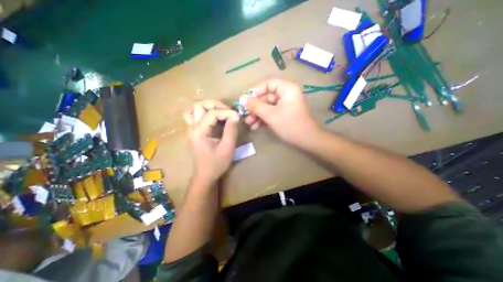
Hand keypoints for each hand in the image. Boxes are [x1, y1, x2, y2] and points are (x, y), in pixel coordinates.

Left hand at [184, 101, 240, 183]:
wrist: (205, 175)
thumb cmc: (216, 164)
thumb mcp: (227, 148)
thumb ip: (231, 130)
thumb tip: (236, 115)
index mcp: (199, 132)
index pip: (212, 114)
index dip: (226, 112)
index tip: (237, 116)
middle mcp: (192, 128)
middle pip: (199, 106)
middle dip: (215, 104)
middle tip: (228, 110)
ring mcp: (191, 129)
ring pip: (194, 109)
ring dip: (208, 106)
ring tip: (220, 111)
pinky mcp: (193, 132)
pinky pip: (193, 116)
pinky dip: (202, 112)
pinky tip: (212, 117)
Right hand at [242, 78, 319, 145]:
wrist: (306, 141)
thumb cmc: (290, 125)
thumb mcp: (270, 115)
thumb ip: (255, 106)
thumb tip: (241, 99)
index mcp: (287, 89)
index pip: (268, 84)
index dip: (255, 91)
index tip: (245, 100)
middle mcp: (286, 94)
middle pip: (266, 97)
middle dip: (255, 107)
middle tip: (244, 115)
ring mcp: (284, 105)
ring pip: (267, 106)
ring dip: (257, 114)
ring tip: (248, 123)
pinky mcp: (283, 114)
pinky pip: (271, 113)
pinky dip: (263, 119)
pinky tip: (255, 126)